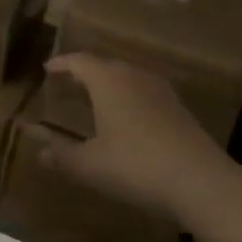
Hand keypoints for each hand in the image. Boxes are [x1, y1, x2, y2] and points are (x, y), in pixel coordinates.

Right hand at [45, 54, 234, 217]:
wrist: (201, 181)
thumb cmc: (136, 165)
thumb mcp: (91, 165)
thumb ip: (63, 157)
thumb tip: (40, 152)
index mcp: (108, 81)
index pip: (80, 61)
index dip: (62, 63)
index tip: (48, 67)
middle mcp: (134, 76)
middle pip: (106, 65)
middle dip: (86, 71)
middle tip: (70, 81)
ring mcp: (161, 91)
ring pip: (129, 77)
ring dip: (110, 83)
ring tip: (97, 97)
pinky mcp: (180, 109)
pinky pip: (146, 92)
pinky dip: (130, 98)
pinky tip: (129, 118)